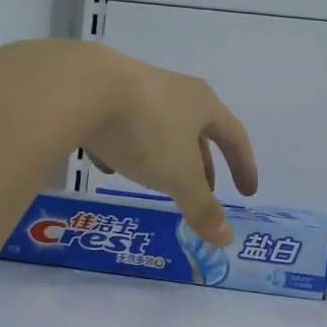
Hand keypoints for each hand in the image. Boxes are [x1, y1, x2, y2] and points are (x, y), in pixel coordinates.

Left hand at [72, 45, 258, 246]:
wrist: (79, 87)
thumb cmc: (145, 130)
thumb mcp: (178, 176)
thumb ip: (201, 207)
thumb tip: (225, 239)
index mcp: (202, 104)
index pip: (234, 136)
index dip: (244, 166)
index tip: (247, 192)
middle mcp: (174, 91)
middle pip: (197, 131)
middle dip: (202, 165)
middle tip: (204, 191)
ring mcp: (135, 88)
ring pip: (158, 127)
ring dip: (164, 156)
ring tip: (157, 182)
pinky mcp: (100, 92)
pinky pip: (120, 125)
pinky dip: (123, 148)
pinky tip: (108, 165)